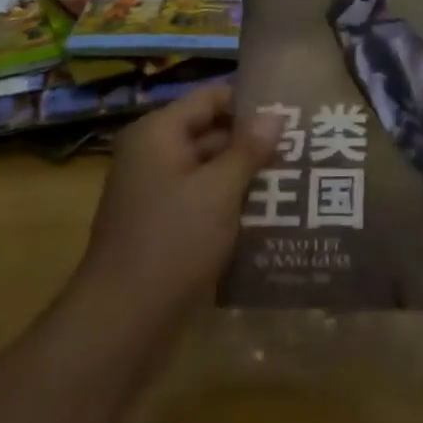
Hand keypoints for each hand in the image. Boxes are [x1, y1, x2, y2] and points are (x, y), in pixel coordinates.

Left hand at [77, 85, 280, 318]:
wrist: (121, 325)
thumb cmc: (172, 242)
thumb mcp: (219, 190)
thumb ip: (248, 149)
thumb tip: (275, 115)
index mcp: (158, 134)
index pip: (210, 98)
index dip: (249, 102)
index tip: (291, 112)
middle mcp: (152, 156)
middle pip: (210, 132)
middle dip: (253, 142)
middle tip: (301, 147)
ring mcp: (155, 193)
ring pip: (209, 170)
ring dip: (246, 175)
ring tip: (295, 178)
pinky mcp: (161, 227)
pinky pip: (202, 201)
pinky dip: (230, 203)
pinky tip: (269, 214)